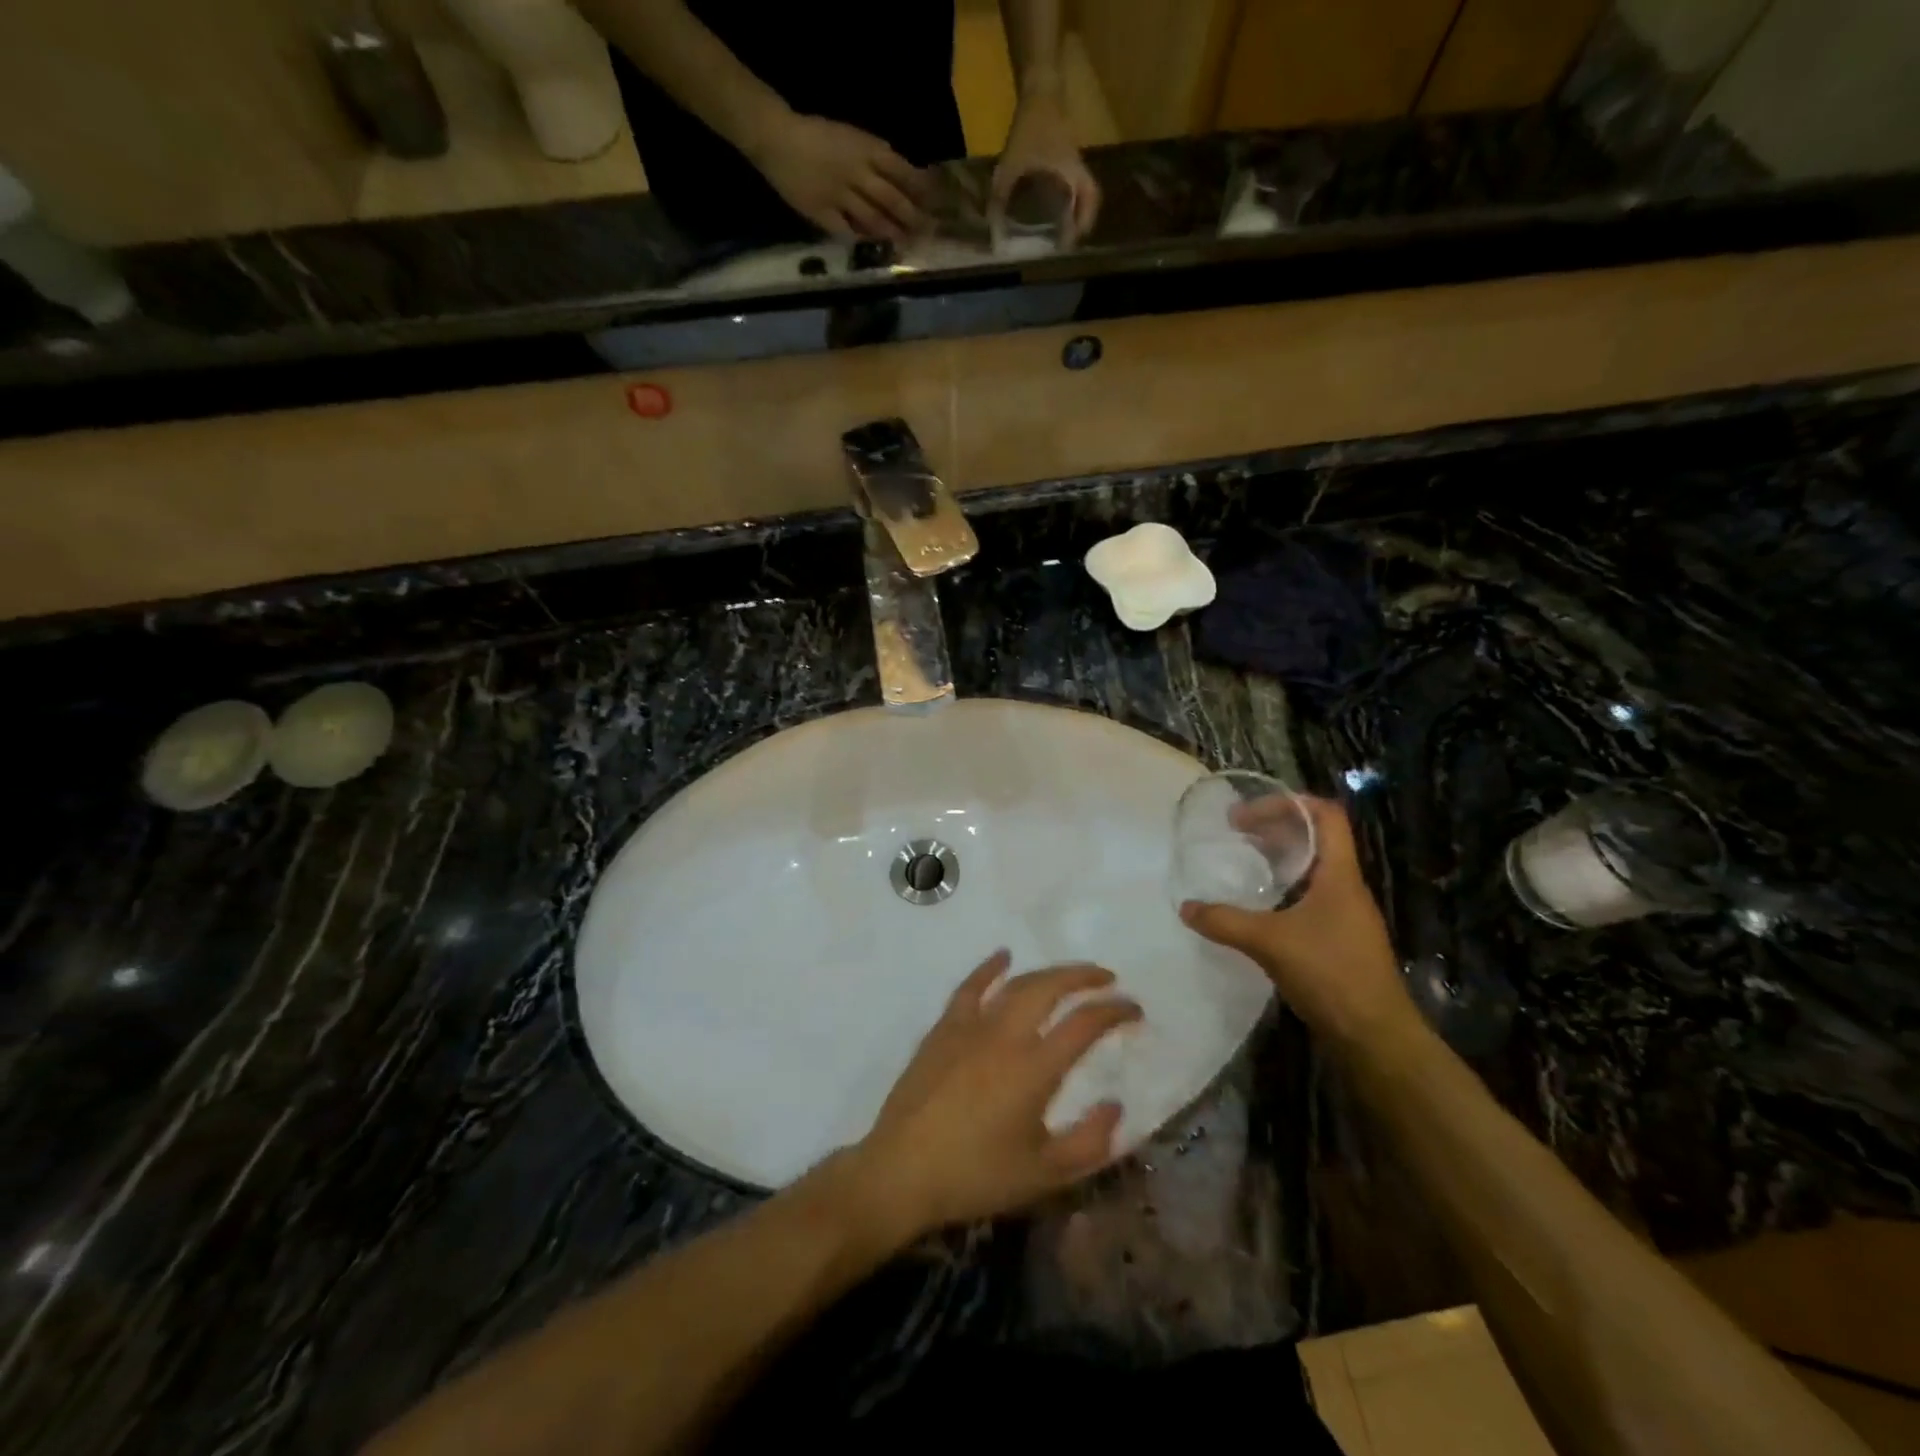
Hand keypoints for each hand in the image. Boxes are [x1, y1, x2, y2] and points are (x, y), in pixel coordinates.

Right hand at [749, 112, 928, 240]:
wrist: (776, 136)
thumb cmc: (815, 134)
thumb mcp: (850, 136)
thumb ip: (874, 156)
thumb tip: (901, 176)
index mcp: (865, 147)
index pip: (902, 170)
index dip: (921, 188)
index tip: (937, 202)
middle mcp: (857, 172)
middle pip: (892, 199)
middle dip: (913, 217)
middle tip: (930, 232)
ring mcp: (840, 195)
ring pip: (874, 218)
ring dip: (893, 233)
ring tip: (909, 244)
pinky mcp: (823, 213)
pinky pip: (848, 230)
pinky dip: (864, 239)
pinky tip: (876, 248)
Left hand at [849, 953, 1140, 1242]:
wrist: (902, 1171)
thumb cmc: (976, 1176)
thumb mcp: (1043, 1174)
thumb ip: (1089, 1142)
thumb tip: (1116, 1105)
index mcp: (1034, 1068)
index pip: (1085, 1024)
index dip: (1114, 1011)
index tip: (1133, 1009)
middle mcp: (1005, 1035)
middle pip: (1050, 988)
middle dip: (1083, 977)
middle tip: (1106, 978)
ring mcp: (971, 1026)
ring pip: (1016, 984)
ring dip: (1047, 973)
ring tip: (1068, 974)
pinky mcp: (944, 1028)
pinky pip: (970, 987)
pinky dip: (990, 968)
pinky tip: (1003, 957)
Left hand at [991, 88, 1099, 243]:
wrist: (1039, 87)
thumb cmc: (1031, 126)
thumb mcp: (1012, 163)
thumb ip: (1001, 193)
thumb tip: (993, 221)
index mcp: (1072, 171)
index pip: (1090, 198)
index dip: (1085, 221)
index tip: (1074, 240)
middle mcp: (1077, 166)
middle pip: (1089, 196)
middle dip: (1082, 217)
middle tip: (1069, 236)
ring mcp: (1072, 157)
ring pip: (1080, 187)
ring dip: (1075, 206)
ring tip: (1061, 224)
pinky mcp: (1064, 151)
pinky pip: (1070, 178)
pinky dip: (1066, 193)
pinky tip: (1051, 201)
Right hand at [1180, 797, 1419, 1052]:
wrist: (1374, 1035)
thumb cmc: (1330, 974)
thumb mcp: (1269, 942)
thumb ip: (1225, 921)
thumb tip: (1185, 907)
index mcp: (1339, 875)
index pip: (1326, 815)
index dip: (1290, 803)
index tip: (1249, 812)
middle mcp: (1346, 887)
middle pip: (1316, 838)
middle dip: (1276, 828)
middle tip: (1236, 834)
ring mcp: (1345, 914)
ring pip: (1312, 869)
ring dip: (1279, 859)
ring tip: (1243, 863)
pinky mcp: (1339, 938)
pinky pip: (1309, 897)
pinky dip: (1283, 890)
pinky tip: (1258, 907)